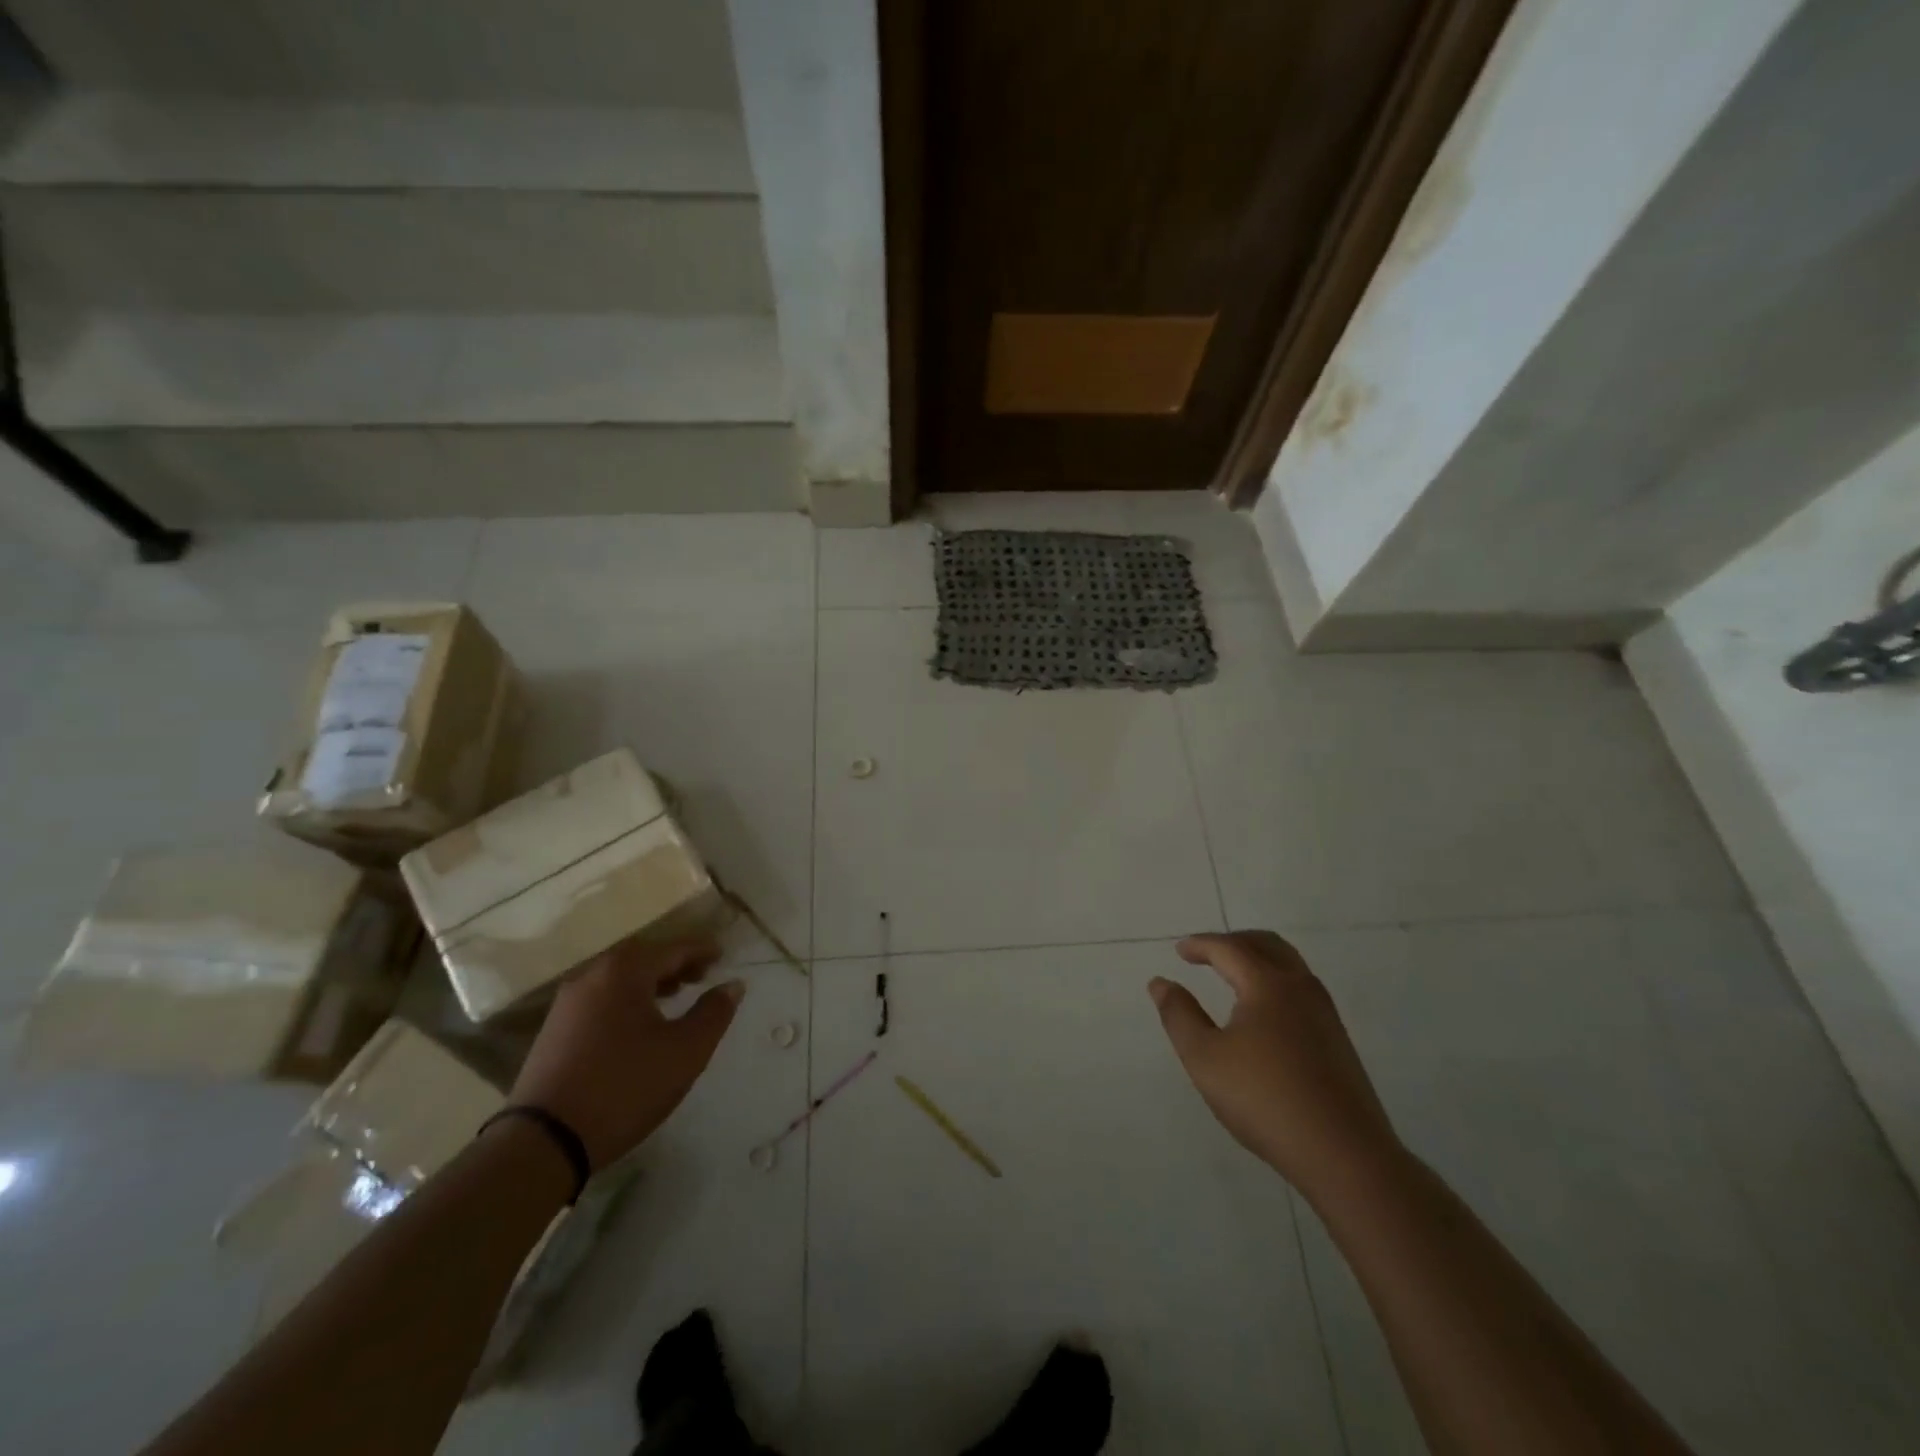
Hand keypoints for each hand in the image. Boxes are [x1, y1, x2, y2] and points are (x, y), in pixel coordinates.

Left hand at [509, 938, 742, 1170]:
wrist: (543, 1142)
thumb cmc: (625, 1087)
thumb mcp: (685, 1052)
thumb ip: (714, 1013)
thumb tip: (732, 984)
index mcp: (625, 971)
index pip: (673, 947)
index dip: (702, 950)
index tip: (723, 955)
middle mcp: (593, 975)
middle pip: (642, 956)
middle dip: (674, 962)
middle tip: (701, 975)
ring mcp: (568, 1002)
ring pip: (618, 977)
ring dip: (650, 981)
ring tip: (674, 997)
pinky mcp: (554, 1029)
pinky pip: (601, 997)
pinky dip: (626, 998)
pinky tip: (637, 1024)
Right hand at [1151, 931, 1401, 1202]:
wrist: (1345, 1155)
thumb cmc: (1264, 1100)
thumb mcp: (1205, 1058)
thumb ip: (1179, 1015)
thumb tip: (1160, 983)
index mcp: (1268, 985)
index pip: (1229, 949)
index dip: (1200, 945)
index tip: (1179, 950)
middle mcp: (1300, 988)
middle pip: (1266, 945)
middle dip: (1233, 942)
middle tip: (1206, 952)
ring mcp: (1325, 1014)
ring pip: (1290, 965)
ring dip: (1258, 958)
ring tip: (1233, 975)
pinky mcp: (1338, 1040)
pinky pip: (1301, 989)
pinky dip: (1275, 980)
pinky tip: (1263, 1012)